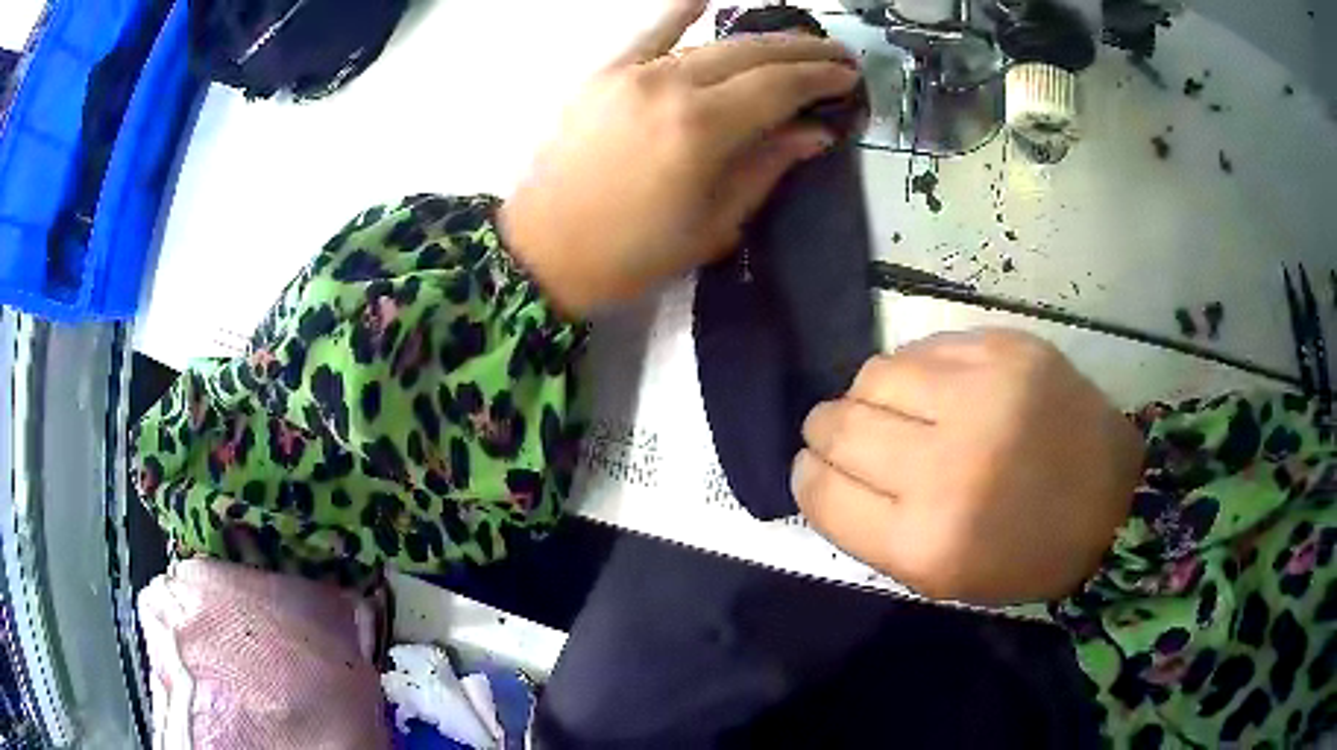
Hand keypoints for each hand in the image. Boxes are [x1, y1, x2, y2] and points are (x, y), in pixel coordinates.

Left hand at [499, 0, 858, 315]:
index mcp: (702, 128)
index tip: (850, 76)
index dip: (820, 77)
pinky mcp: (603, 74)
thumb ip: (766, 167)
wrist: (543, 252)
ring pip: (710, 44)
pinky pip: (648, 34)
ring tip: (793, 46)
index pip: (779, 86)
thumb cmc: (632, 253)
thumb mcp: (712, 223)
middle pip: (751, 54)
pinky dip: (677, 13)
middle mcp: (670, 85)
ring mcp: (632, 74)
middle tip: (836, 57)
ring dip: (758, 42)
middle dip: (801, 52)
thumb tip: (814, 132)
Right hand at [792, 329, 1143, 604]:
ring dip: (871, 395)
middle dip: (827, 429)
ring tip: (899, 410)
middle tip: (844, 433)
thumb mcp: (937, 575)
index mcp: (926, 542)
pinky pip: (925, 347)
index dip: (807, 475)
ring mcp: (984, 395)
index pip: (821, 491)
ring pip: (874, 374)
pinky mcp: (1008, 349)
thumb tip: (822, 466)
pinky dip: (917, 370)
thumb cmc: (1022, 554)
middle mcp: (949, 466)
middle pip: (839, 424)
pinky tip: (940, 389)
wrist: (1112, 501)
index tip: (815, 467)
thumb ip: (868, 527)